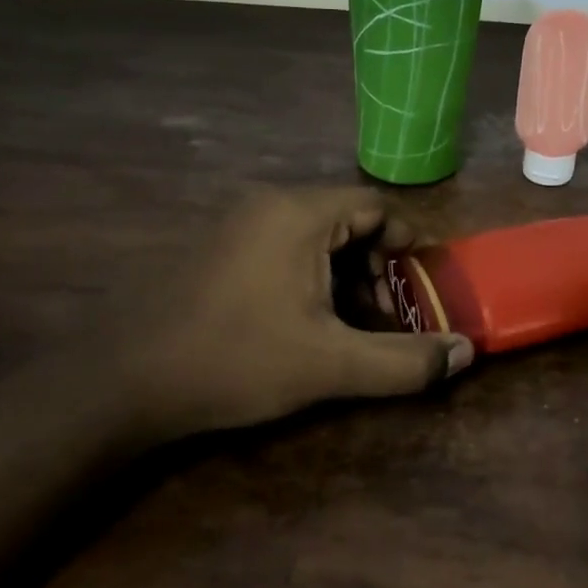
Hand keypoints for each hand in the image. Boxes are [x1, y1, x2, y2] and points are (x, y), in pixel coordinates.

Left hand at [126, 187, 472, 438]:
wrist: (122, 382)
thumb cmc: (235, 360)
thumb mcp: (330, 365)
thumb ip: (404, 361)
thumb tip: (465, 353)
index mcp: (297, 214)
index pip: (375, 206)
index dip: (406, 243)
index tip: (421, 284)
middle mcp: (266, 205)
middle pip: (345, 220)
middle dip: (375, 267)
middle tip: (386, 314)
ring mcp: (233, 226)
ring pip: (311, 237)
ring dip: (342, 275)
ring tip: (349, 327)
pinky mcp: (213, 251)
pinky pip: (279, 249)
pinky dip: (307, 277)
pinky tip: (303, 324)